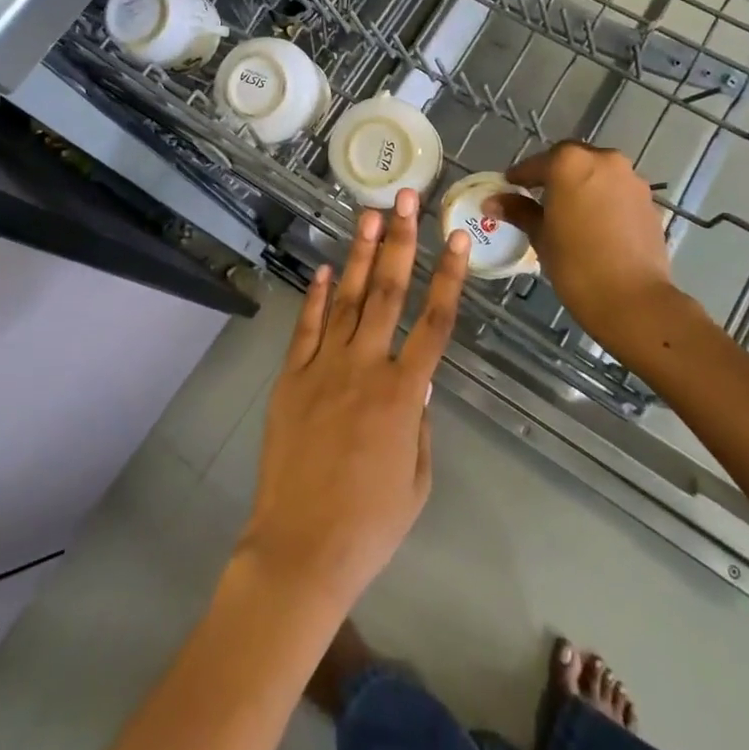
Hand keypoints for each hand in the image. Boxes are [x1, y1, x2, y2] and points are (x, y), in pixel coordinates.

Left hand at [236, 191, 467, 611]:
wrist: (301, 549)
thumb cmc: (370, 524)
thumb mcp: (417, 480)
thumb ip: (420, 423)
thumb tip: (418, 382)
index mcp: (404, 394)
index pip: (435, 322)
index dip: (450, 277)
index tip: (457, 238)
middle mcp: (365, 368)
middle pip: (389, 293)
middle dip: (401, 241)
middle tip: (406, 200)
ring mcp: (323, 368)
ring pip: (349, 299)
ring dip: (361, 254)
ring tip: (370, 214)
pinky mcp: (291, 377)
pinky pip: (307, 327)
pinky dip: (318, 296)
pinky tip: (328, 268)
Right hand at [487, 142, 702, 362]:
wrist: (633, 299)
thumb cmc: (576, 264)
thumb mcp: (540, 235)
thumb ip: (518, 211)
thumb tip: (493, 201)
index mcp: (570, 163)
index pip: (536, 164)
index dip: (520, 176)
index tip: (509, 187)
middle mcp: (603, 160)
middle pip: (571, 160)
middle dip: (554, 174)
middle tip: (538, 196)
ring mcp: (630, 179)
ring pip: (598, 173)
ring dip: (582, 184)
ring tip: (569, 211)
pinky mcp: (648, 201)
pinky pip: (618, 191)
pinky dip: (604, 199)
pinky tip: (595, 223)